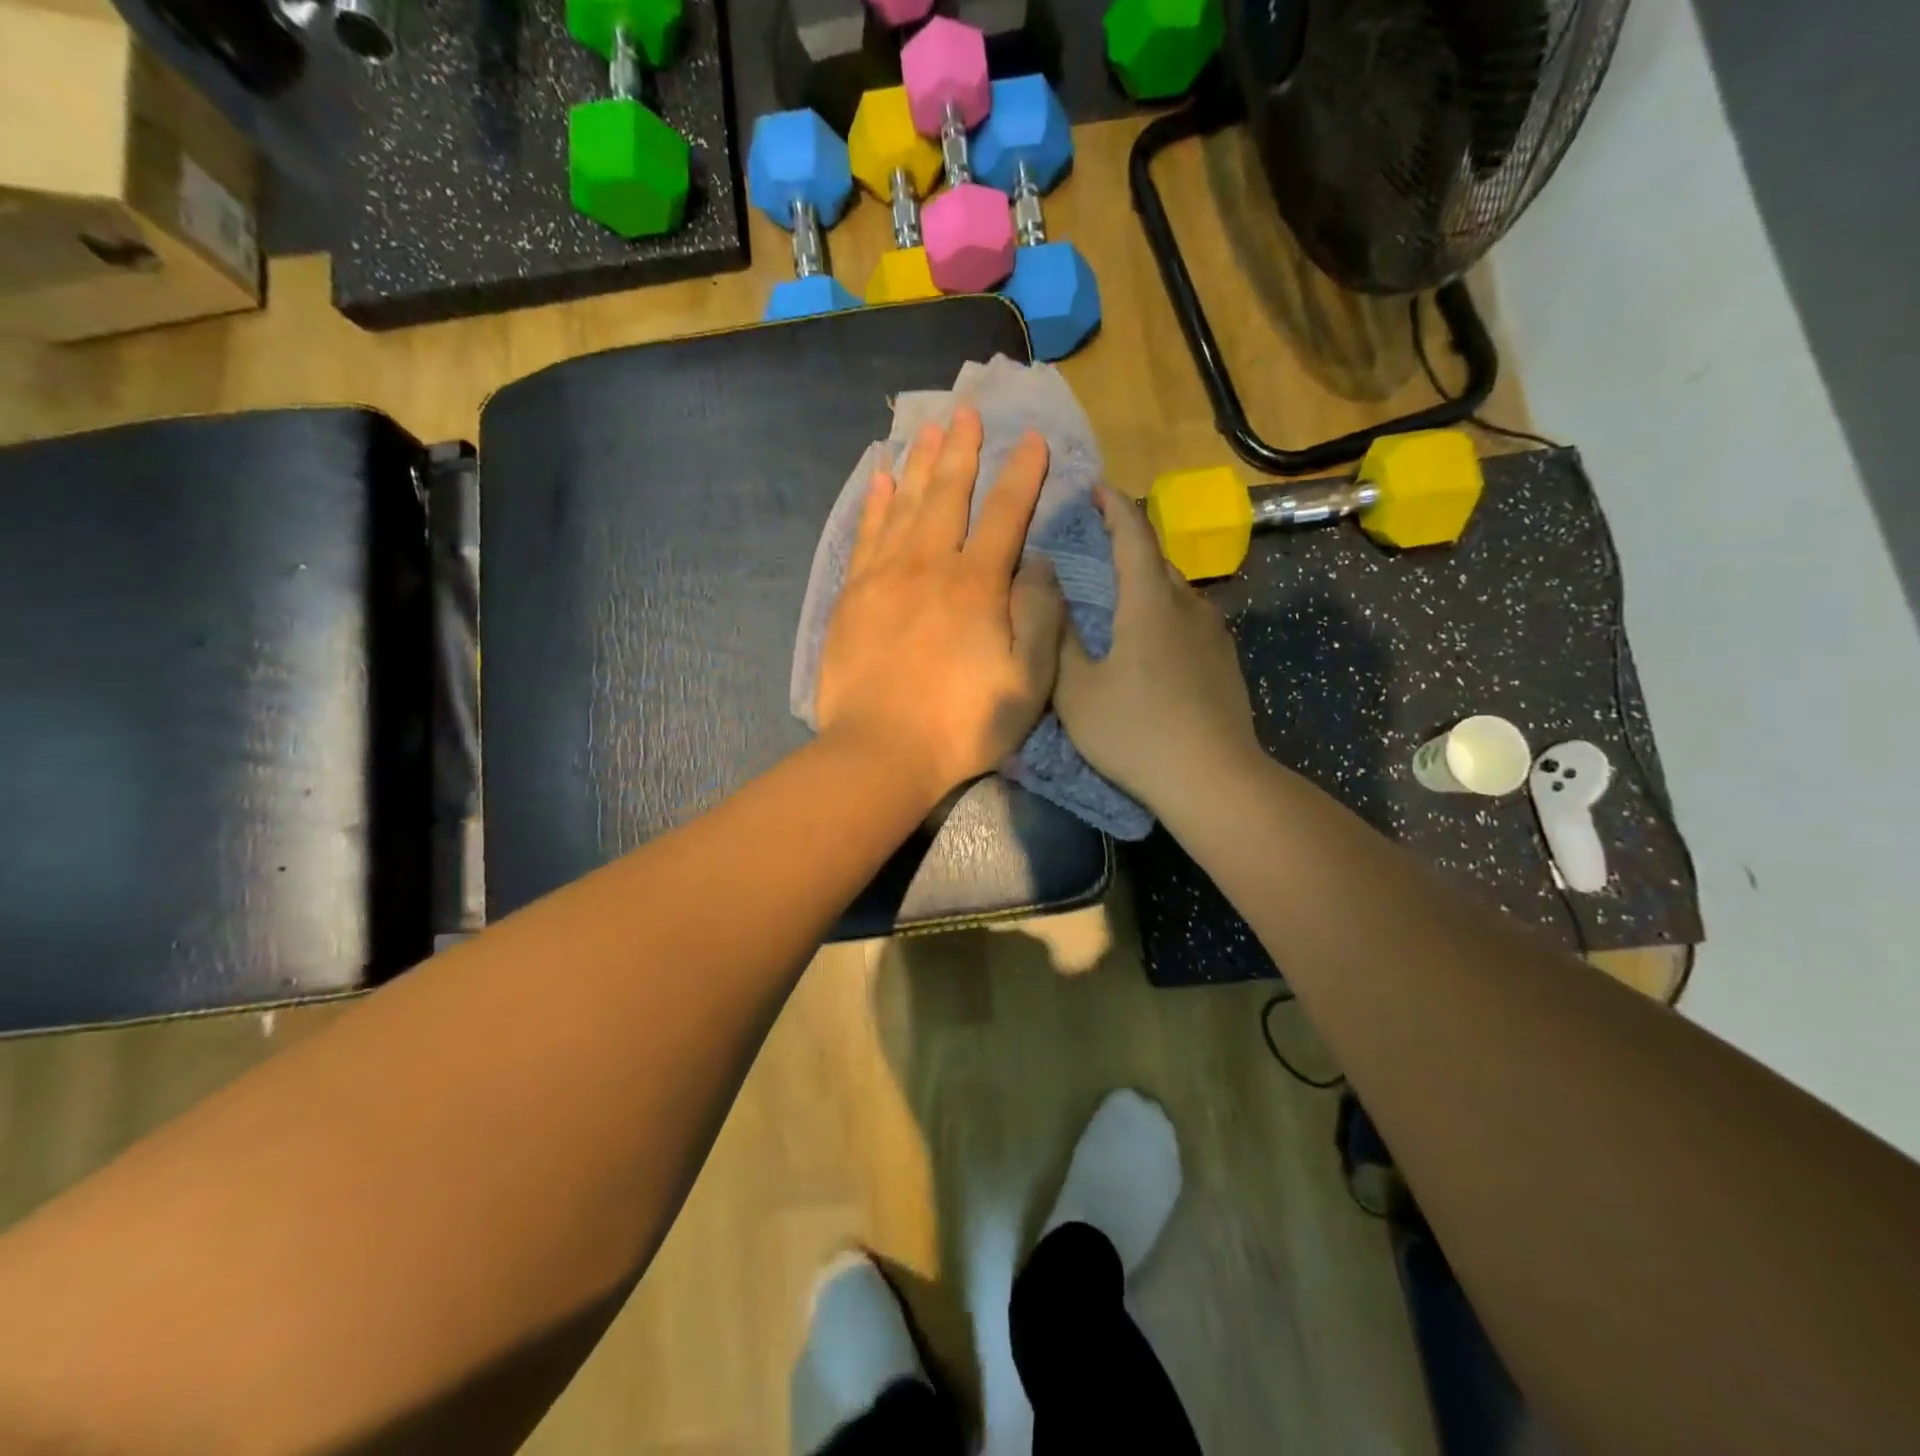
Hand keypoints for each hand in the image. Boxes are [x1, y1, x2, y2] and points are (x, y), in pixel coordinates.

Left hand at [816, 406, 1064, 804]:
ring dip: (918, 464)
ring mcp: (884, 578)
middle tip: (966, 411)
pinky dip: (874, 504)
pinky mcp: (852, 597)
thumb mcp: (1027, 681)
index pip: (1006, 514)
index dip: (1022, 474)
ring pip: (903, 505)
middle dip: (961, 451)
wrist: (879, 753)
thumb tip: (1037, 565)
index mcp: (977, 585)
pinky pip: (865, 535)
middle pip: (948, 495)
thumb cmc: (962, 724)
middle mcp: (929, 566)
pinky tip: (879, 480)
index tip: (1032, 439)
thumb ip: (1039, 616)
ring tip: (927, 429)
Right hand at [1055, 484, 1263, 813]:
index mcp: (1150, 602)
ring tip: (1119, 596)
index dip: (1114, 505)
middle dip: (1128, 544)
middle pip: (1158, 560)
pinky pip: (1189, 619)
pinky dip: (1164, 612)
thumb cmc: (1136, 733)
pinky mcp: (1225, 661)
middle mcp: (1189, 605)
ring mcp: (1214, 634)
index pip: (1134, 534)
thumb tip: (1046, 588)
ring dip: (1147, 582)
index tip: (1096, 487)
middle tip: (1095, 548)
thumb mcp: (1077, 691)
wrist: (1214, 779)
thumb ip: (1059, 637)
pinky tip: (1150, 641)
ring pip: (1176, 591)